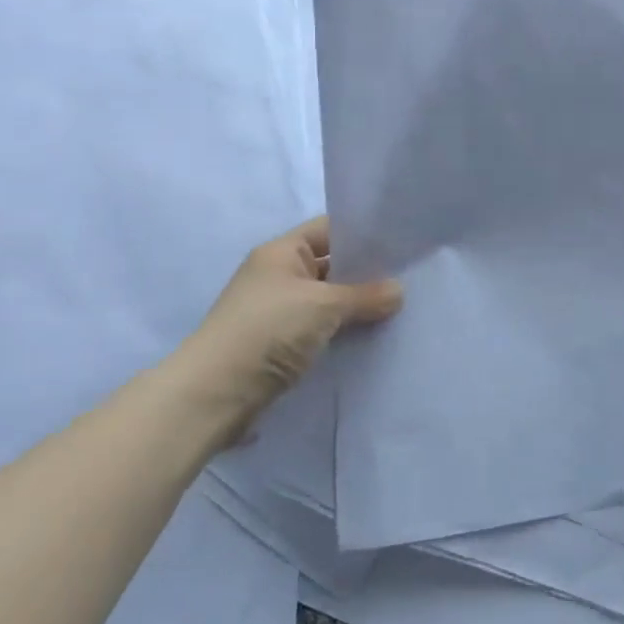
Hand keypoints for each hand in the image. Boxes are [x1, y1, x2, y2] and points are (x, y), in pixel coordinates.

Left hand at [156, 216, 402, 444]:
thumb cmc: (267, 331)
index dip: (363, 233)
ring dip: (356, 307)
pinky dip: (343, 331)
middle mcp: (278, 275)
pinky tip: (373, 337)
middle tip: (410, 279)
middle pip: (331, 265)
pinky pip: (321, 329)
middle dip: (366, 273)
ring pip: (328, 300)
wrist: (214, 394)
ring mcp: (279, 311)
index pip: (330, 229)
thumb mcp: (323, 306)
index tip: (401, 243)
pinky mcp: (281, 344)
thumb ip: (365, 296)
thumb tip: (399, 291)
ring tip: (400, 309)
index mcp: (281, 252)